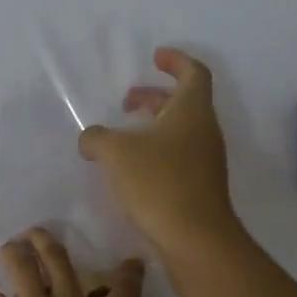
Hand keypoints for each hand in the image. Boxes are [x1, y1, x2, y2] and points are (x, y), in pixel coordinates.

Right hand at [78, 47, 237, 254]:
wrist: (196, 239)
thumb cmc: (159, 183)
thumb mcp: (116, 153)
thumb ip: (96, 138)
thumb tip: (90, 139)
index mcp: (192, 111)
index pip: (193, 72)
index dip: (175, 61)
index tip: (155, 57)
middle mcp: (205, 131)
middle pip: (184, 102)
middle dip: (154, 96)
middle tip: (126, 101)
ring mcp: (206, 161)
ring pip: (180, 131)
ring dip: (153, 126)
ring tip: (121, 137)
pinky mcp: (201, 187)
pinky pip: (179, 156)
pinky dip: (157, 151)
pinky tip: (131, 169)